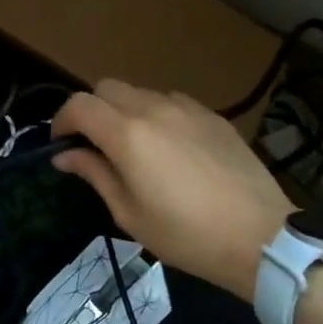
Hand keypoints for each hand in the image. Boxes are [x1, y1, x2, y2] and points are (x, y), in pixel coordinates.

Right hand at [52, 80, 289, 302]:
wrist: (261, 236)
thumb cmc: (187, 235)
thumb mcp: (130, 214)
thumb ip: (94, 174)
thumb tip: (64, 156)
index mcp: (127, 134)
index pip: (79, 105)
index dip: (62, 120)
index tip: (62, 144)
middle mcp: (153, 109)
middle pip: (106, 87)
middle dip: (91, 110)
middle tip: (94, 144)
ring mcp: (186, 108)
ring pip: (140, 92)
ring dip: (124, 110)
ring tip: (134, 146)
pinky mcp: (212, 115)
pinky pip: (172, 101)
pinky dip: (157, 114)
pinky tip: (170, 146)